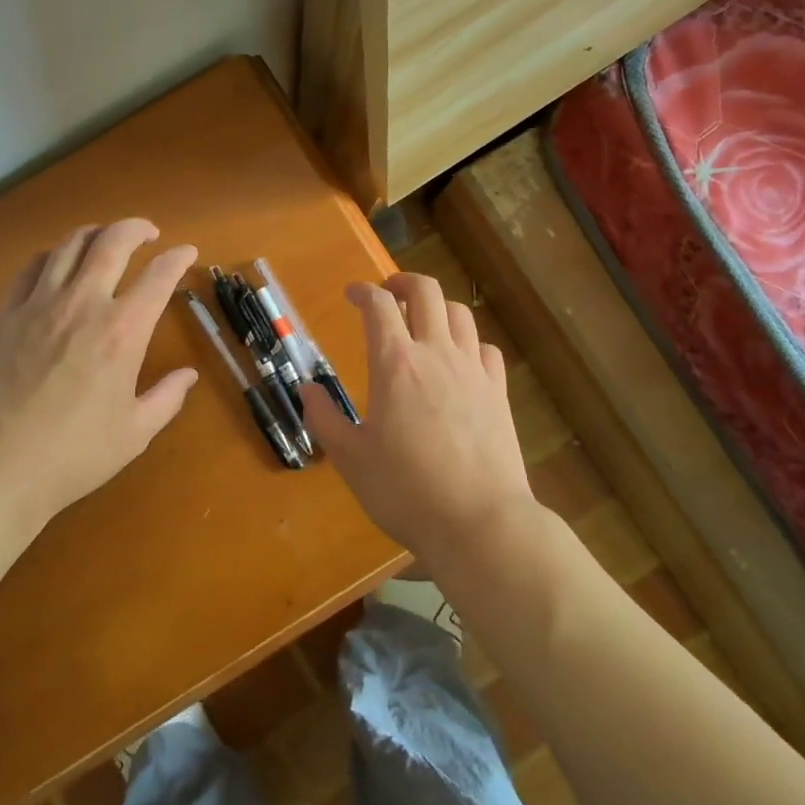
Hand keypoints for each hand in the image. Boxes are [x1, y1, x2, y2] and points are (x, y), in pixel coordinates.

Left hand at [0, 219, 198, 529]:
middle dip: (136, 228)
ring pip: (69, 245)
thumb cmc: (72, 455)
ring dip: (95, 233)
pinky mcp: (5, 314)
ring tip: (105, 239)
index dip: (178, 258)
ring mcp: (39, 305)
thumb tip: (188, 375)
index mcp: (123, 332)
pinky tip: (57, 263)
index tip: (187, 252)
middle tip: (148, 233)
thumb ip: (167, 398)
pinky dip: (52, 255)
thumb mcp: (134, 433)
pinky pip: (31, 267)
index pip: (159, 276)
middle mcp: (84, 304)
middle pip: (113, 242)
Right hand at [301, 272, 536, 558]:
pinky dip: (469, 342)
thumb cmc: (405, 491)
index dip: (362, 291)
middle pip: (425, 292)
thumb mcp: (350, 458)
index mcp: (395, 364)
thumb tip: (307, 389)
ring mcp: (473, 370)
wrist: (479, 522)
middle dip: (403, 282)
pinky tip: (460, 360)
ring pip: (459, 313)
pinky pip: (486, 348)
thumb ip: (323, 418)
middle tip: (388, 294)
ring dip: (437, 307)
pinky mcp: (498, 391)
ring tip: (423, 322)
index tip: (352, 294)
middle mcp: (436, 354)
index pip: (378, 305)